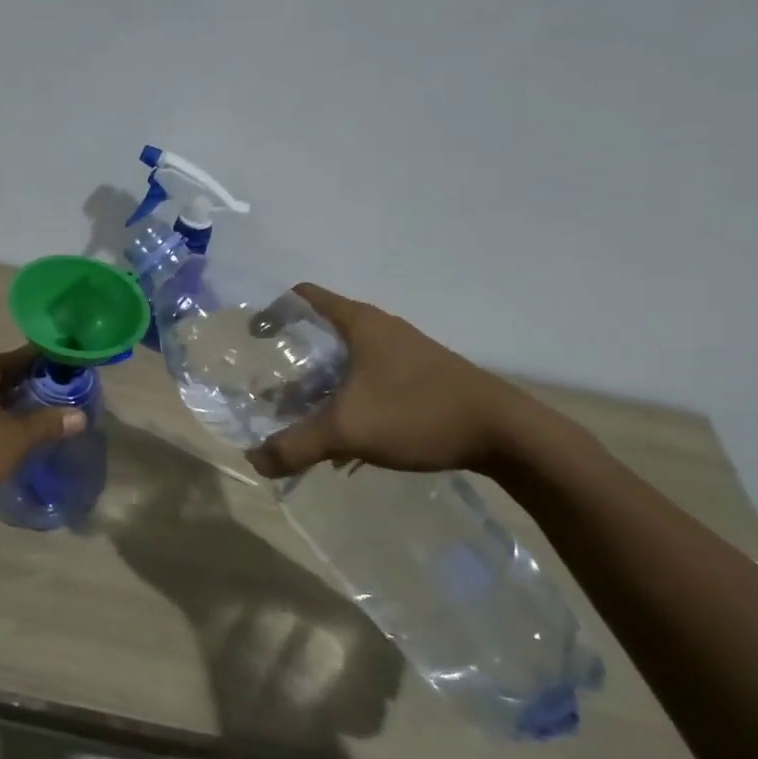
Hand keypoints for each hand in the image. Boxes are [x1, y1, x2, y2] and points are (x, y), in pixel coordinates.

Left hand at [0, 347, 85, 507]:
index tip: (73, 374)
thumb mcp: (14, 438)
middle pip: (3, 375)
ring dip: (12, 405)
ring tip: (42, 417)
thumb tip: (80, 416)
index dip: (49, 366)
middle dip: (31, 388)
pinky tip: (10, 432)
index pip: (21, 357)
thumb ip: (47, 424)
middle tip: (63, 399)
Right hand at [246, 284, 526, 477]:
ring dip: (319, 386)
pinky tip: (344, 438)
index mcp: (360, 323)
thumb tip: (255, 461)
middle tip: (270, 391)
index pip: (304, 297)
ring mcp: (402, 354)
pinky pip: (368, 381)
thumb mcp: (347, 430)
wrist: (505, 433)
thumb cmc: (418, 413)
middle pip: (321, 333)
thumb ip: (295, 445)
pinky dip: (346, 400)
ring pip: (345, 362)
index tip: (252, 339)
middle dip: (291, 361)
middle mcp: (380, 329)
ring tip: (300, 418)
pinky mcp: (418, 378)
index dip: (273, 312)